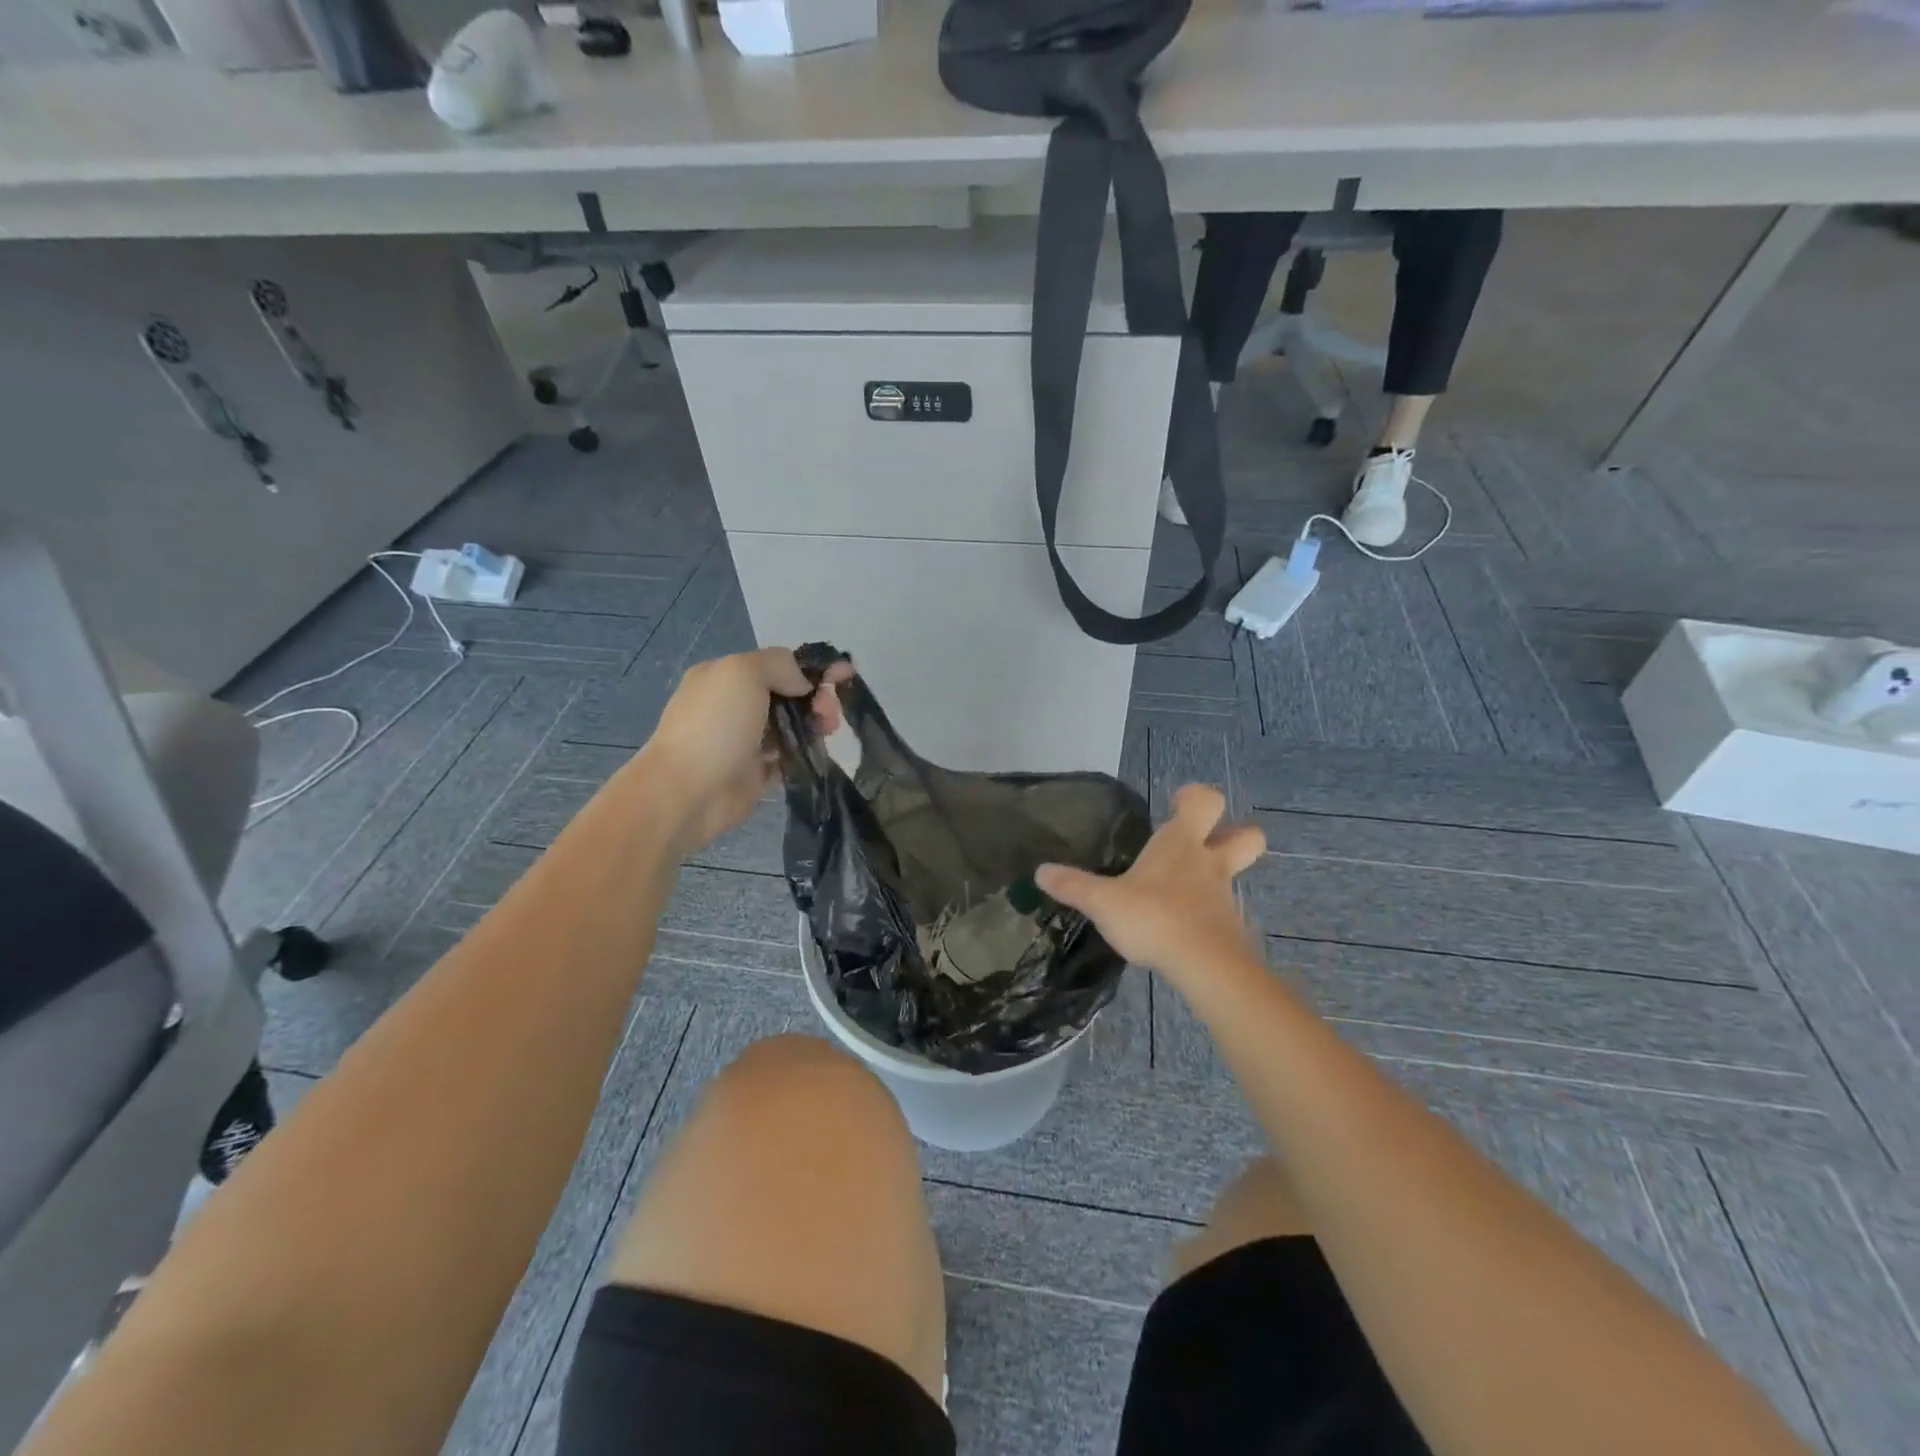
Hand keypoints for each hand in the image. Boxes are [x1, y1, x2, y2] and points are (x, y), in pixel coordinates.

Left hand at [637, 647, 846, 854]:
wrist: (687, 792)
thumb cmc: (715, 725)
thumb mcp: (744, 672)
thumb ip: (780, 665)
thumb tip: (803, 684)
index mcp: (726, 676)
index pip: (778, 665)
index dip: (813, 668)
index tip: (846, 675)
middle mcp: (734, 706)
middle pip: (789, 695)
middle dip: (817, 699)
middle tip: (830, 714)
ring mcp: (744, 741)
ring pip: (791, 727)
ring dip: (815, 726)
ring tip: (828, 733)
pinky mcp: (754, 774)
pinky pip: (788, 759)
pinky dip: (805, 754)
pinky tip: (817, 755)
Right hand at [1037, 784, 1264, 986]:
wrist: (1204, 965)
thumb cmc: (1154, 917)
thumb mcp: (1102, 902)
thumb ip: (1073, 885)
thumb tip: (1040, 871)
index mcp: (1181, 844)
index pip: (1205, 802)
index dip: (1194, 797)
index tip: (1176, 803)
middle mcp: (1209, 863)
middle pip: (1247, 835)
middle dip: (1233, 832)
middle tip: (1203, 841)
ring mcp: (1225, 896)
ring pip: (1237, 874)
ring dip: (1218, 875)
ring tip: (1184, 890)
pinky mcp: (1230, 928)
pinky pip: (1225, 910)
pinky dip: (1210, 912)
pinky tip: (1185, 926)